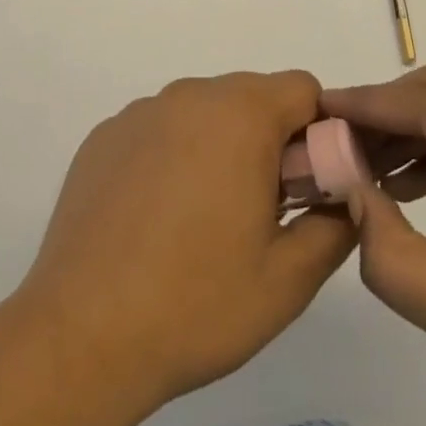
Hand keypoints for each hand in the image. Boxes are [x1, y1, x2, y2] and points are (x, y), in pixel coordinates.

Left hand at [17, 70, 356, 410]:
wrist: (81, 336)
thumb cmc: (196, 304)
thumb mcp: (289, 279)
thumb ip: (335, 225)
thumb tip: (344, 197)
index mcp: (240, 115)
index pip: (302, 90)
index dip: (318, 133)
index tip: (307, 187)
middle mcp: (188, 96)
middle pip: (251, 96)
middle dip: (269, 140)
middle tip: (261, 210)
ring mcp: (139, 114)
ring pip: (203, 111)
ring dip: (220, 146)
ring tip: (204, 220)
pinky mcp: (102, 137)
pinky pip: (158, 129)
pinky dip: (173, 155)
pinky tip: (155, 219)